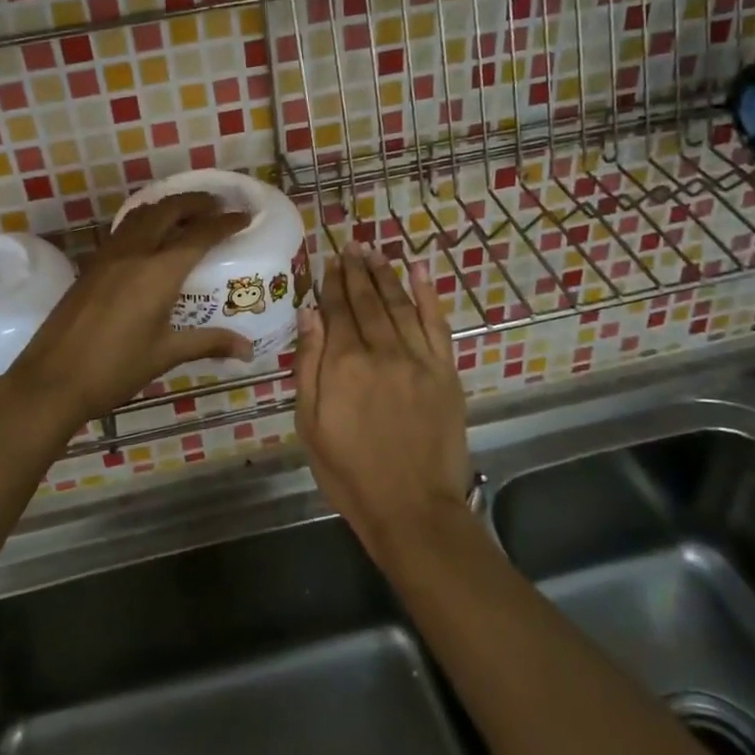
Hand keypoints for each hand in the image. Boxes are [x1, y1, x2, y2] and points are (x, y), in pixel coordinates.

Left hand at [2, 192, 254, 429]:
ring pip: (142, 215)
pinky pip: (124, 229)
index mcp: (158, 272)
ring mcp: (108, 256)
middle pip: (168, 210)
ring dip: (168, 206)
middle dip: (196, 202)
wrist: (52, 380)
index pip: (199, 235)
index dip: (225, 223)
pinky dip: (145, 221)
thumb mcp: (165, 355)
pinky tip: (151, 237)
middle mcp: (134, 253)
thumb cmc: (115, 369)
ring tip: (186, 214)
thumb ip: (208, 343)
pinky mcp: (91, 266)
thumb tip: (248, 350)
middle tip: (217, 205)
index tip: (244, 216)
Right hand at [294, 242, 467, 561]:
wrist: (413, 508)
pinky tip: (420, 270)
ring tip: (375, 252)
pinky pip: (437, 323)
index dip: (332, 283)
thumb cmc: (350, 472)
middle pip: (367, 301)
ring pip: (400, 304)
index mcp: (344, 364)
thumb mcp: (310, 425)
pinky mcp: (446, 372)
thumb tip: (310, 315)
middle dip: (357, 270)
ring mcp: (418, 359)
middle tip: (351, 246)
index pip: (337, 310)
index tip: (330, 261)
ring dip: (386, 274)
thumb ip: (308, 366)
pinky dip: (428, 294)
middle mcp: (382, 351)